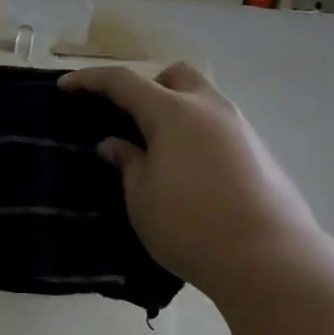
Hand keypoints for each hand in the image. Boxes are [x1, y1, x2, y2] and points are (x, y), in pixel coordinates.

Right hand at [58, 62, 322, 298]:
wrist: (268, 257)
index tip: (65, 87)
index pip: (124, 82)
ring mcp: (240, 127)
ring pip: (202, 98)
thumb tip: (115, 144)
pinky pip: (218, 125)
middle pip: (174, 76)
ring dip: (175, 109)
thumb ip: (127, 163)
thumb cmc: (190, 225)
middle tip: (127, 116)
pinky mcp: (259, 151)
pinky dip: (196, 132)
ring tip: (157, 146)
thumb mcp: (141, 197)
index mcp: (173, 112)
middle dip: (146, 86)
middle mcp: (209, 108)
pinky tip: (188, 167)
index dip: (90, 81)